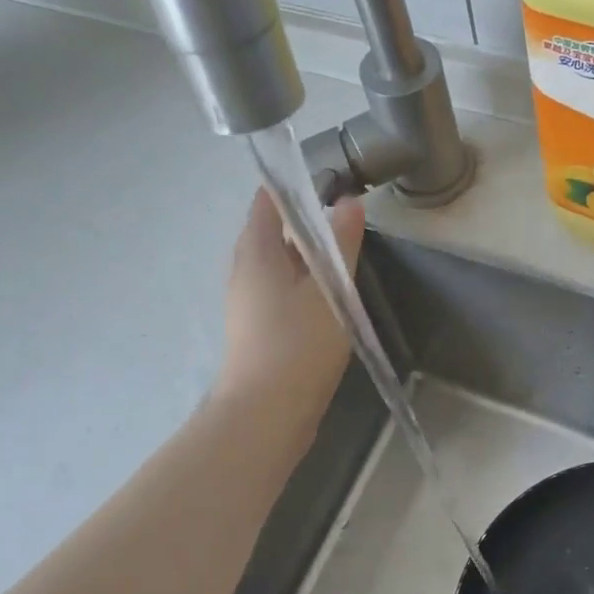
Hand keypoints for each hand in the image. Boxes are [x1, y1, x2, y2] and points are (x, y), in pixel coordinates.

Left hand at [217, 188, 365, 414]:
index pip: (268, 202)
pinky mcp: (257, 327)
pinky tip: (328, 293)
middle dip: (304, 221)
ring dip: (305, 254)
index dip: (294, 186)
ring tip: (342, 252)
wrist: (266, 412)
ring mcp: (248, 301)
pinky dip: (302, 281)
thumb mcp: (330, 288)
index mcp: (256, 252)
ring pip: (277, 263)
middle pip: (271, 232)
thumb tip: (349, 202)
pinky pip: (279, 289)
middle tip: (345, 216)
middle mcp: (244, 270)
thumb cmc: (298, 344)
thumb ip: (341, 244)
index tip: (330, 181)